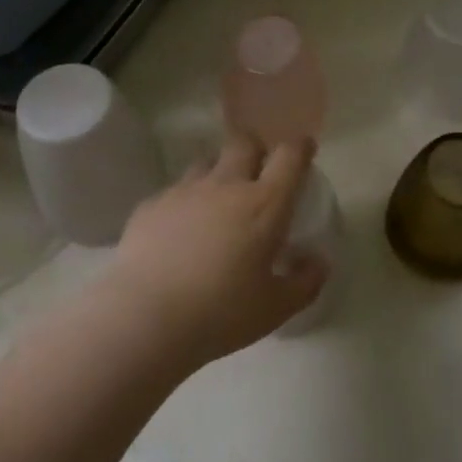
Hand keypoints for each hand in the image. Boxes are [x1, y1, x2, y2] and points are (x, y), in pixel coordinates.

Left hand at [104, 133, 323, 370]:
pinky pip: (175, 191)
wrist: (144, 318)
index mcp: (264, 204)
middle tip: (259, 172)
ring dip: (219, 172)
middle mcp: (226, 185)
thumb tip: (317, 261)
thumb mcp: (276, 308)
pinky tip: (180, 231)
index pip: (289, 156)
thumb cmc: (221, 313)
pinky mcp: (151, 205)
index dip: (300, 147)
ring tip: (218, 201)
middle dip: (256, 149)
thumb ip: (305, 282)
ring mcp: (184, 191)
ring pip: (207, 162)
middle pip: (244, 143)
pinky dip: (185, 202)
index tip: (304, 151)